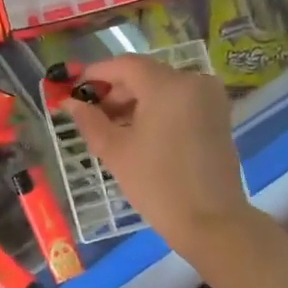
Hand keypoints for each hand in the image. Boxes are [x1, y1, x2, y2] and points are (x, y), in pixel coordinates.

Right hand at [62, 55, 256, 254]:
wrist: (211, 222)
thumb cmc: (157, 184)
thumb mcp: (115, 151)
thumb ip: (89, 120)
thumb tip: (69, 103)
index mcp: (168, 85)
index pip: (125, 65)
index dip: (96, 74)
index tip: (74, 89)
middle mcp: (194, 82)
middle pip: (146, 75)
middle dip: (116, 91)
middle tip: (90, 115)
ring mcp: (210, 99)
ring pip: (163, 88)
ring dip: (136, 102)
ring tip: (112, 129)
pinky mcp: (218, 116)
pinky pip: (180, 102)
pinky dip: (157, 110)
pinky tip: (139, 133)